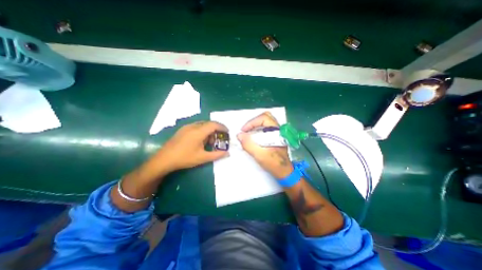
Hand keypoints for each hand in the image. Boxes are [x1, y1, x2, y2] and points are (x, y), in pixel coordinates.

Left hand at [153, 120, 229, 172]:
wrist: (164, 159)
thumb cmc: (185, 158)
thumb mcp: (203, 158)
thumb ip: (217, 155)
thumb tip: (228, 153)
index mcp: (198, 132)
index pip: (214, 124)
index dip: (222, 127)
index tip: (227, 132)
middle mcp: (193, 126)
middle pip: (209, 124)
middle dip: (216, 130)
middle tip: (219, 139)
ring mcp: (186, 127)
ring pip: (202, 125)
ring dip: (209, 131)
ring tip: (210, 142)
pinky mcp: (182, 130)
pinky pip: (196, 127)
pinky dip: (202, 131)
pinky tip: (201, 141)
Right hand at [237, 112, 293, 179]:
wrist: (284, 172)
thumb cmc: (274, 164)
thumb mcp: (260, 155)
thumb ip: (249, 145)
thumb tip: (239, 135)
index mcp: (277, 132)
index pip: (264, 118)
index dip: (252, 122)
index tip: (244, 131)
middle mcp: (278, 129)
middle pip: (265, 117)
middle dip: (253, 122)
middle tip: (246, 130)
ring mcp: (277, 132)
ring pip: (265, 122)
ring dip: (255, 125)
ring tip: (248, 133)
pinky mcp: (275, 136)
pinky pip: (265, 128)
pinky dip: (257, 129)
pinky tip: (253, 137)